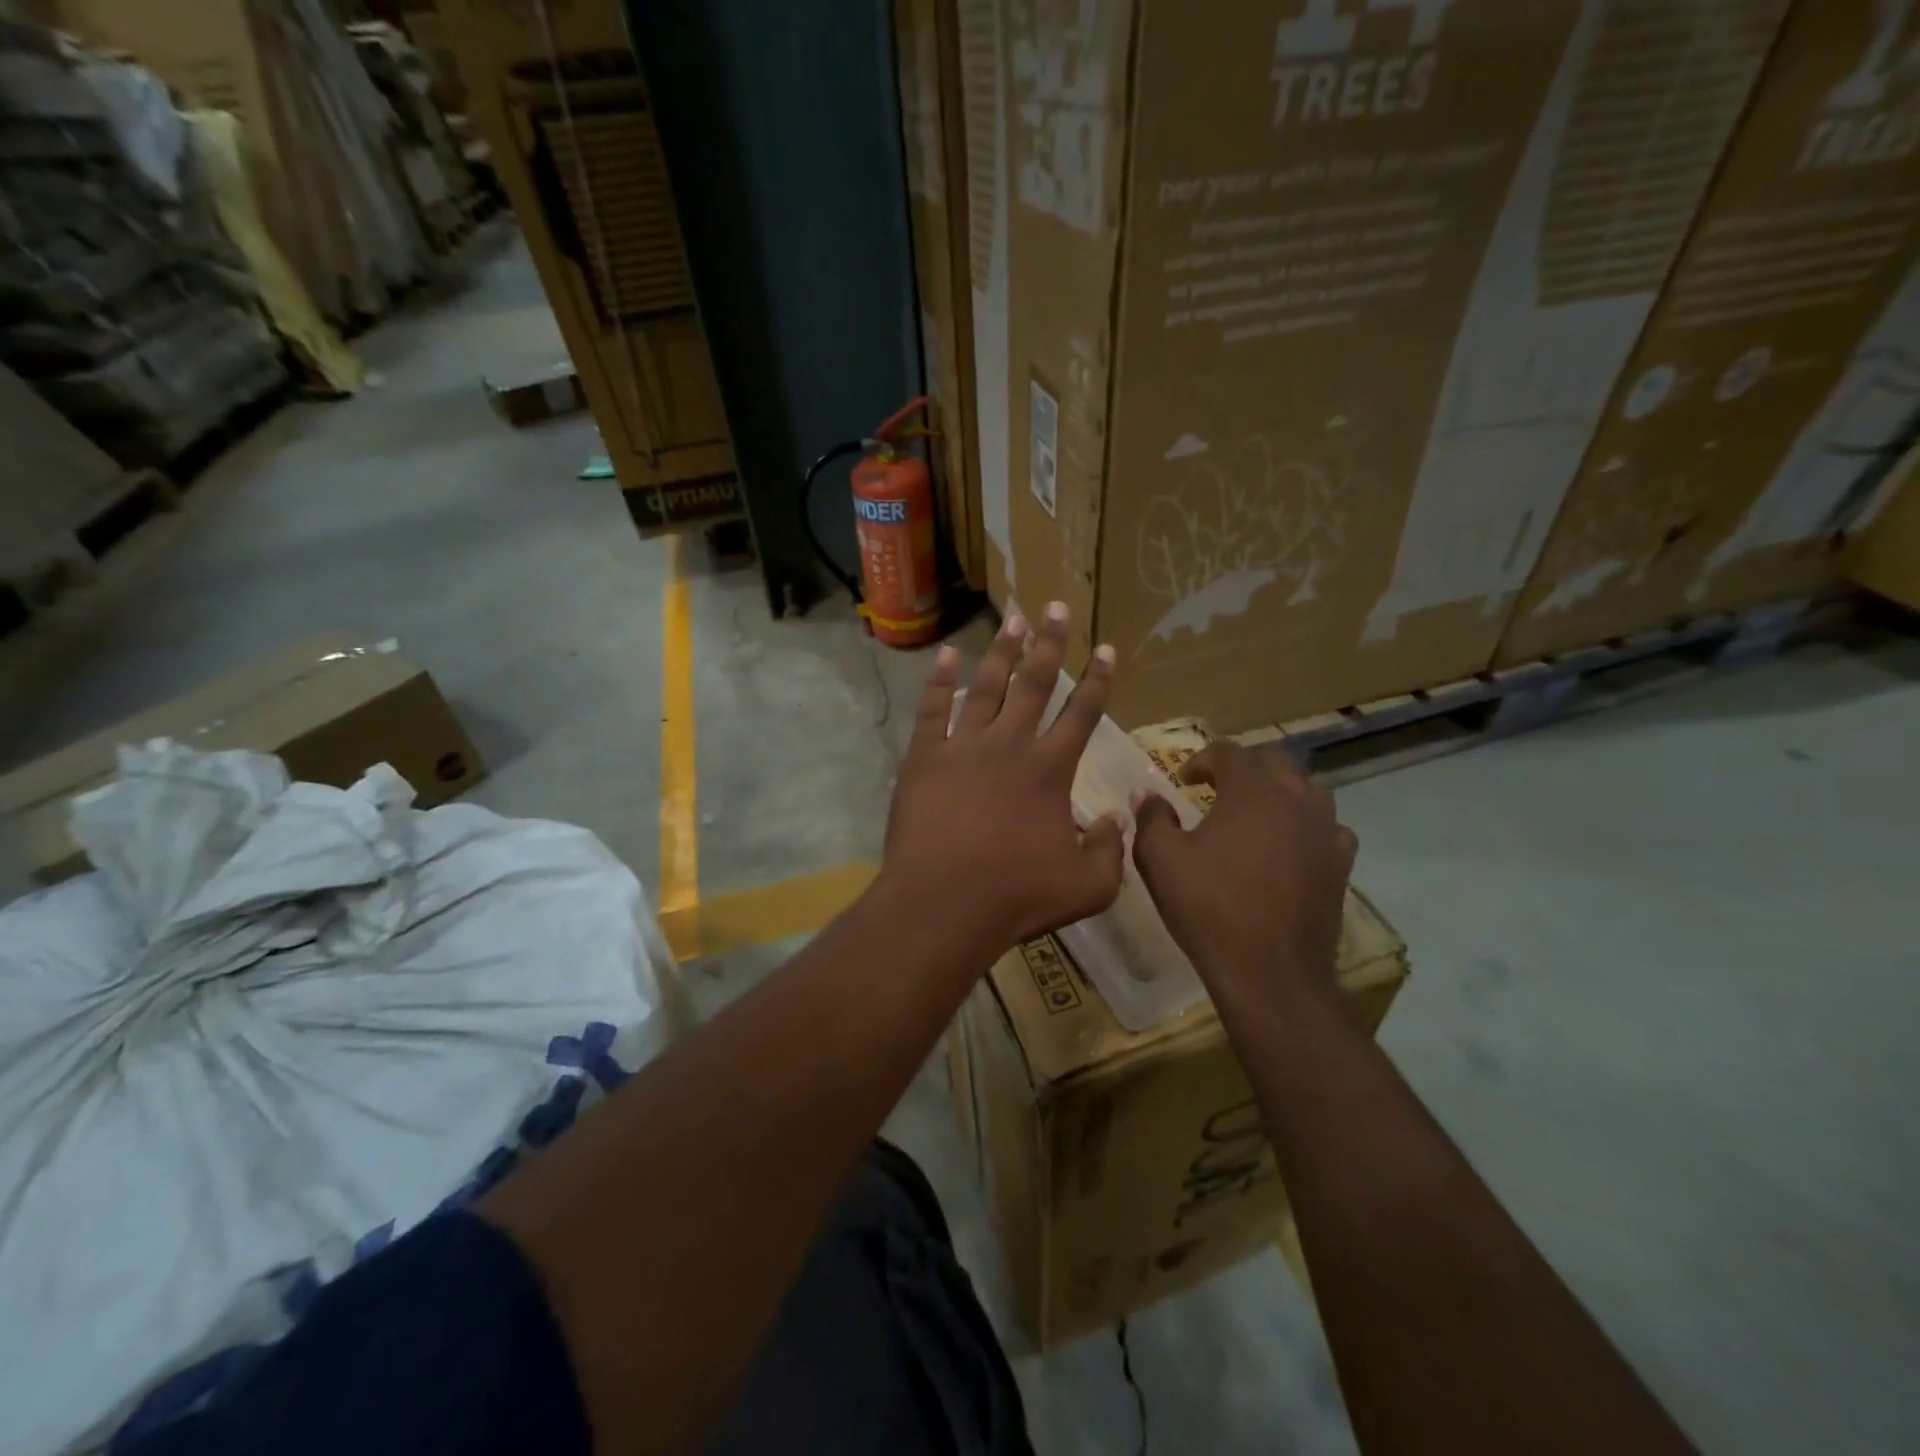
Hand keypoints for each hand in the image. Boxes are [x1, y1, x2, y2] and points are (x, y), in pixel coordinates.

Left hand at [881, 603, 1125, 955]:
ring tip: (1014, 619)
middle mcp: (1010, 746)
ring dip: (1003, 652)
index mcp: (1051, 771)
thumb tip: (1117, 818)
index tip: (1105, 648)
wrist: (944, 904)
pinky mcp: (925, 758)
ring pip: (987, 687)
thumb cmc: (1018, 896)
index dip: (1097, 680)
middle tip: (1056, 607)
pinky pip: (932, 709)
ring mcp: (964, 747)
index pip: (1082, 714)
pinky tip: (949, 654)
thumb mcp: (1088, 885)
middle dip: (1050, 644)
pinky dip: (940, 680)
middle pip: (1035, 684)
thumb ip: (1110, 849)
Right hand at [1131, 740, 1357, 1007]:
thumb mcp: (1160, 860)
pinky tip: (1289, 844)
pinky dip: (1305, 824)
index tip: (1183, 779)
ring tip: (1253, 810)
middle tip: (1216, 785)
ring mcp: (1326, 830)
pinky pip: (1327, 827)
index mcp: (1251, 790)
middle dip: (1242, 765)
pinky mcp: (1341, 863)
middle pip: (1273, 760)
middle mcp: (1296, 798)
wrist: (1270, 971)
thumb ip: (1151, 817)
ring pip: (1306, 788)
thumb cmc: (1209, 908)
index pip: (1228, 752)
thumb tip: (1146, 793)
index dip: (1201, 759)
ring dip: (1277, 789)